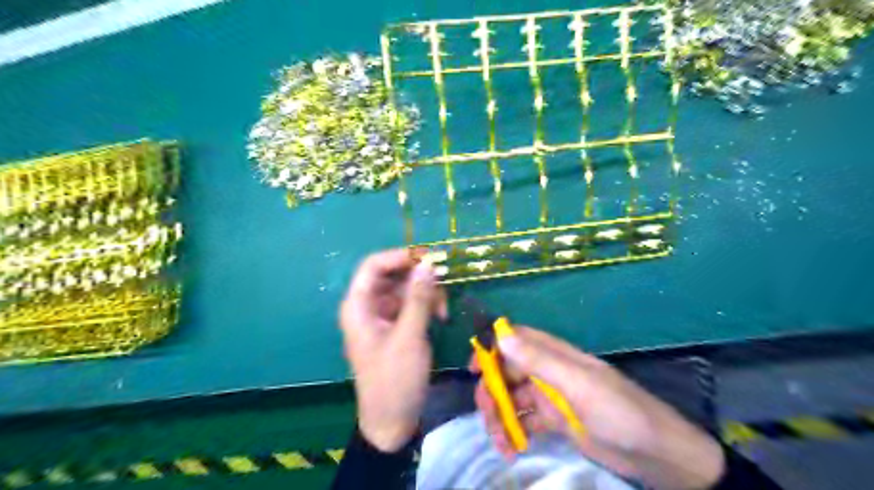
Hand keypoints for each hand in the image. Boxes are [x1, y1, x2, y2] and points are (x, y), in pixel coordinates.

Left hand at [339, 250, 445, 452]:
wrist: (391, 421)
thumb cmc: (394, 379)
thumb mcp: (409, 336)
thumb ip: (419, 298)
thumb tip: (428, 263)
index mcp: (358, 306)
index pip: (373, 265)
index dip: (399, 256)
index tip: (429, 259)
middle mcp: (367, 306)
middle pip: (392, 275)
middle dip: (418, 278)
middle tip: (444, 284)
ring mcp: (381, 317)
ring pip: (405, 289)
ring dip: (426, 294)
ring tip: (443, 312)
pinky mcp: (394, 326)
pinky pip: (410, 305)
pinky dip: (425, 307)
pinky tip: (439, 318)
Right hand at [472, 325, 723, 489]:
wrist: (656, 453)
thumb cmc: (618, 411)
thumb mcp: (577, 384)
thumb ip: (538, 359)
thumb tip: (500, 334)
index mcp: (555, 354)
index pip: (516, 339)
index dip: (492, 348)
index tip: (474, 368)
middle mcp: (548, 371)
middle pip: (507, 371)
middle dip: (492, 391)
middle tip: (487, 415)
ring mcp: (550, 397)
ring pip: (512, 398)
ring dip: (500, 416)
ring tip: (500, 442)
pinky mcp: (553, 421)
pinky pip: (523, 421)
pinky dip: (513, 433)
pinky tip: (511, 449)